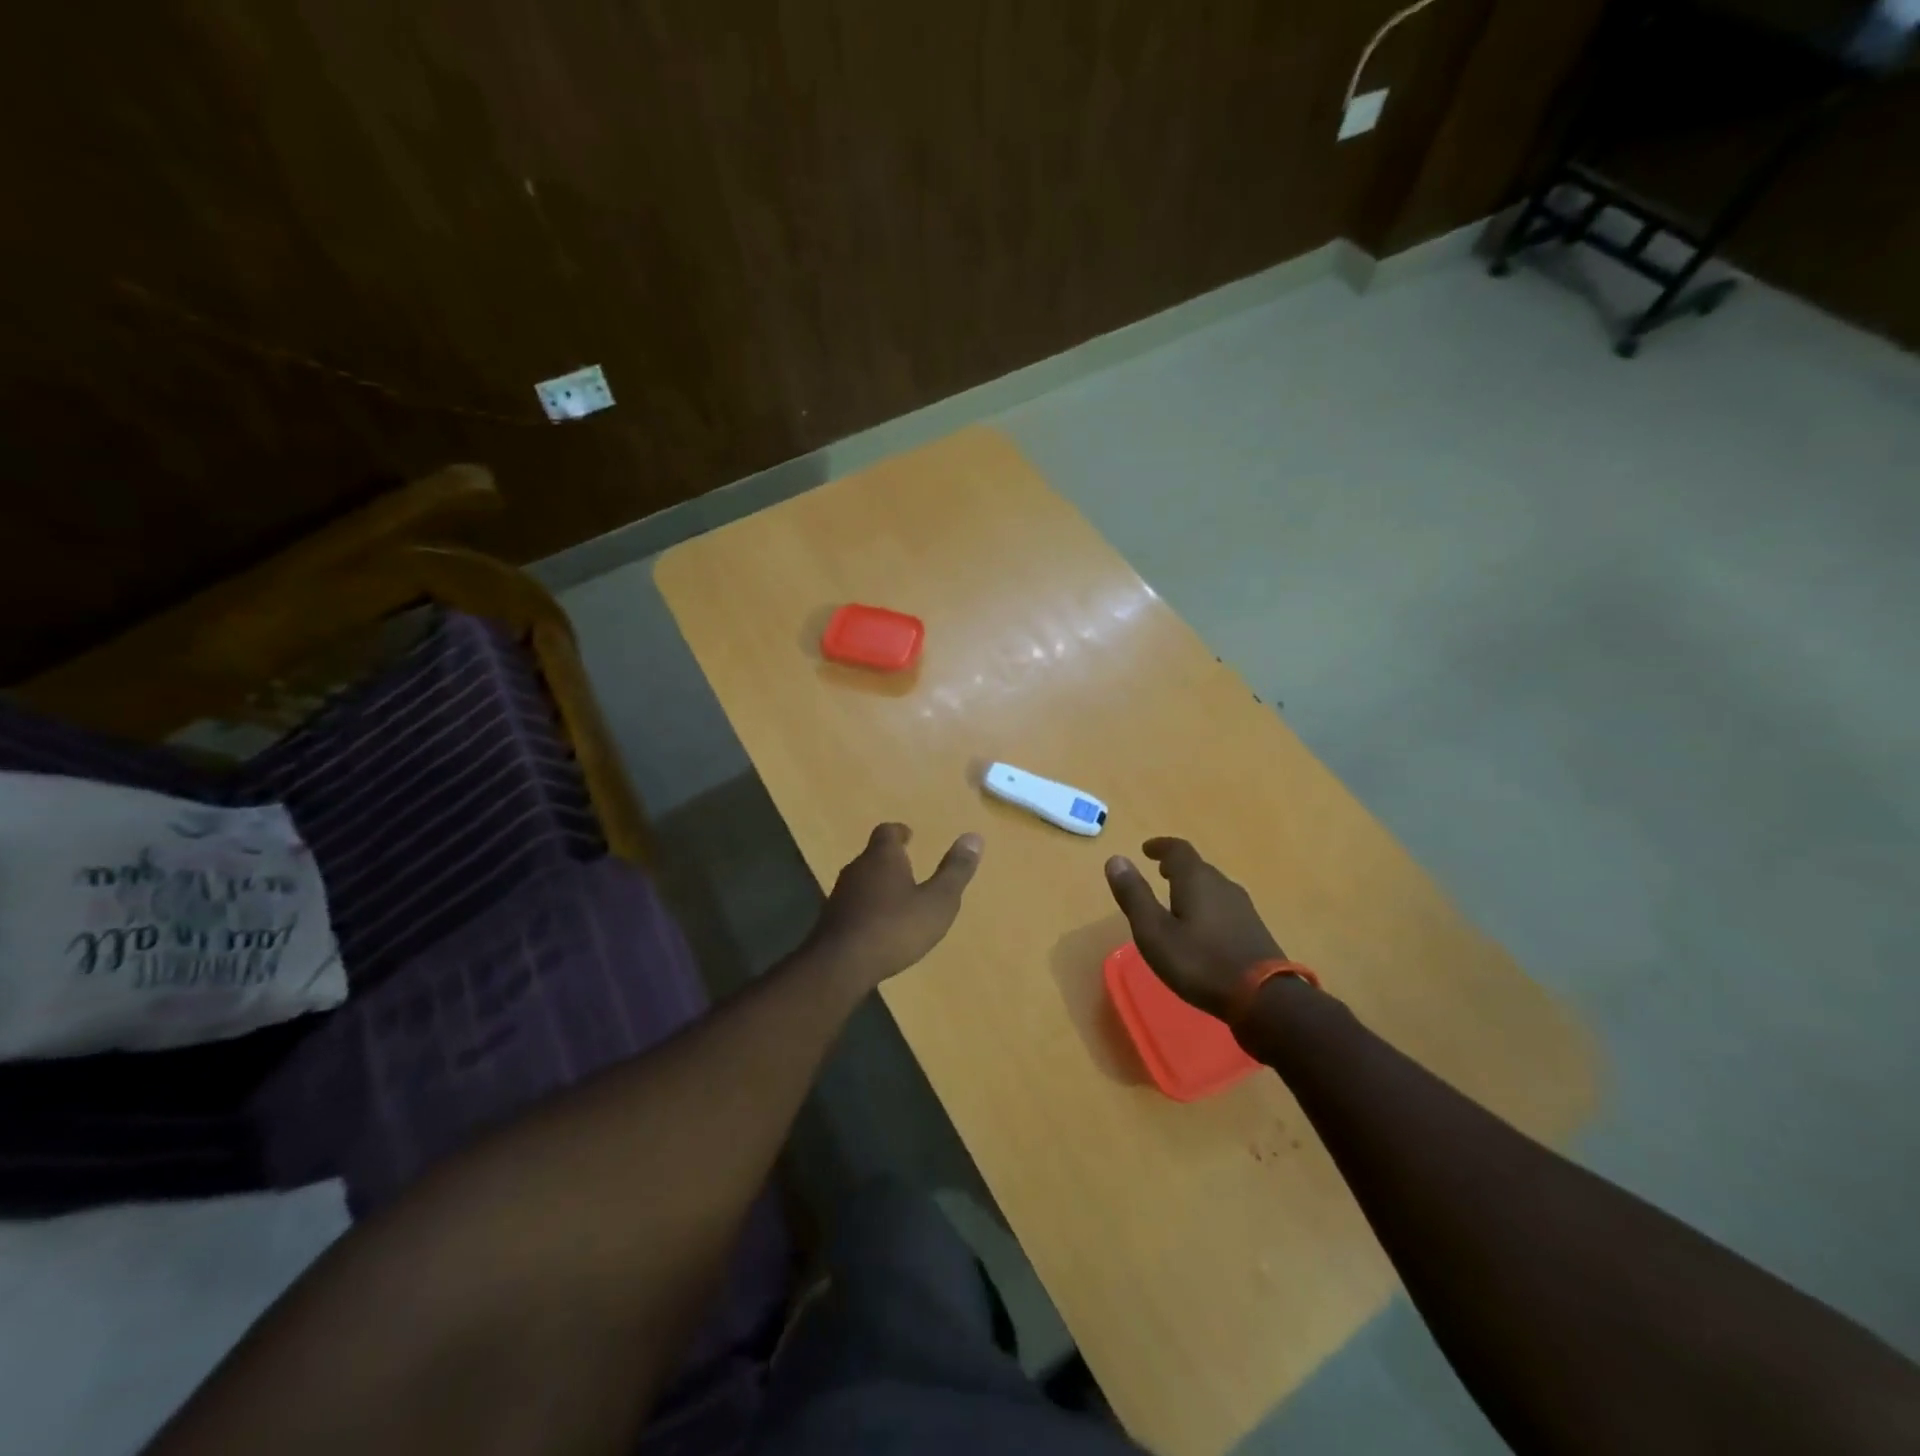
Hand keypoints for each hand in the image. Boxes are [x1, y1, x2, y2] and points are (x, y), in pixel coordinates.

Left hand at [805, 823, 983, 991]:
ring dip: (878, 886)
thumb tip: (974, 837)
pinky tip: (879, 927)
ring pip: (862, 881)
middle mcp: (857, 869)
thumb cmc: (895, 928)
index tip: (909, 836)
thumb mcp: (937, 902)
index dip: (899, 832)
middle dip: (890, 860)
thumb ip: (955, 871)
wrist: (840, 965)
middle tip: (908, 868)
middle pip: (873, 856)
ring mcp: (840, 895)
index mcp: (882, 857)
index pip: (887, 832)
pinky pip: (853, 905)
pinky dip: (867, 909)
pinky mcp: (831, 921)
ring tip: (897, 899)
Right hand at [1104, 838, 1283, 1018]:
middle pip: (1197, 867)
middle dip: (1176, 867)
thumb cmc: (1200, 962)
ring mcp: (1243, 907)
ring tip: (1176, 899)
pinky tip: (1201, 927)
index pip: (1177, 849)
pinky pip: (1223, 905)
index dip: (1160, 847)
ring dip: (1192, 886)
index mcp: (1196, 880)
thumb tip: (1116, 859)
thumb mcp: (1154, 932)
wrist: (1265, 999)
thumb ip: (1134, 895)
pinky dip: (1206, 905)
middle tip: (1159, 872)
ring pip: (1212, 887)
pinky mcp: (1253, 929)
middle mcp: (1222, 885)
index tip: (1146, 850)